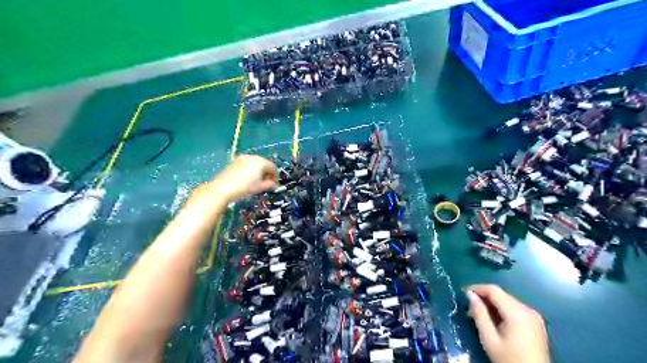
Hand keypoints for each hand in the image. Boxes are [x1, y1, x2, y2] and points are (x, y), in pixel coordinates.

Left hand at [189, 154, 276, 208]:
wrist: (222, 188)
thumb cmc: (244, 187)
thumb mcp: (259, 187)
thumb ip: (269, 184)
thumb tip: (275, 185)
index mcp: (261, 162)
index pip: (273, 167)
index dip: (275, 176)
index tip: (275, 184)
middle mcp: (253, 157)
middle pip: (264, 164)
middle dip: (267, 173)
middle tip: (268, 183)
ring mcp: (243, 158)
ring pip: (255, 163)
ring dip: (259, 171)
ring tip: (258, 181)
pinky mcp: (235, 161)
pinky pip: (247, 164)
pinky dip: (251, 170)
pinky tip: (248, 178)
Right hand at [465, 286, 550, 362]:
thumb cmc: (509, 359)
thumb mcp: (489, 338)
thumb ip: (479, 314)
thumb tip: (470, 295)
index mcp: (517, 312)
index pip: (494, 290)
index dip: (477, 288)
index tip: (463, 293)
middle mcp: (528, 310)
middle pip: (501, 295)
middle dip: (483, 298)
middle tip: (469, 309)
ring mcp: (534, 316)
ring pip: (507, 301)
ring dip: (492, 304)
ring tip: (479, 315)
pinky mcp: (536, 323)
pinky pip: (515, 309)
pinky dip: (502, 310)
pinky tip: (494, 320)